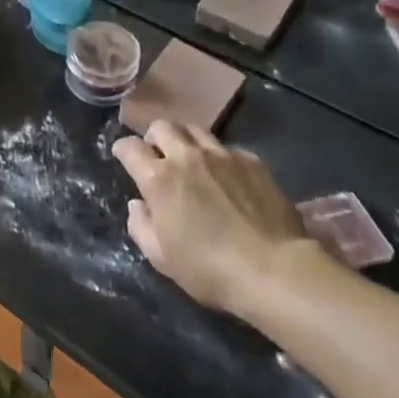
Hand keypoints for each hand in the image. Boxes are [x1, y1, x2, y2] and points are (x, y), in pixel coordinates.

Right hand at [114, 122, 314, 318]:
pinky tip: (228, 178)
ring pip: (195, 130)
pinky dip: (219, 158)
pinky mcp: (252, 161)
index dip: (123, 150)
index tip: (124, 158)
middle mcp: (187, 157)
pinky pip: (227, 148)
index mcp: (159, 178)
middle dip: (154, 138)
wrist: (275, 270)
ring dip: (185, 141)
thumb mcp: (161, 258)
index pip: (129, 147)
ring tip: (191, 160)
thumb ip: (140, 226)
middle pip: (162, 126)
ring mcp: (222, 155)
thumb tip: (138, 205)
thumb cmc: (210, 269)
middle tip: (159, 157)